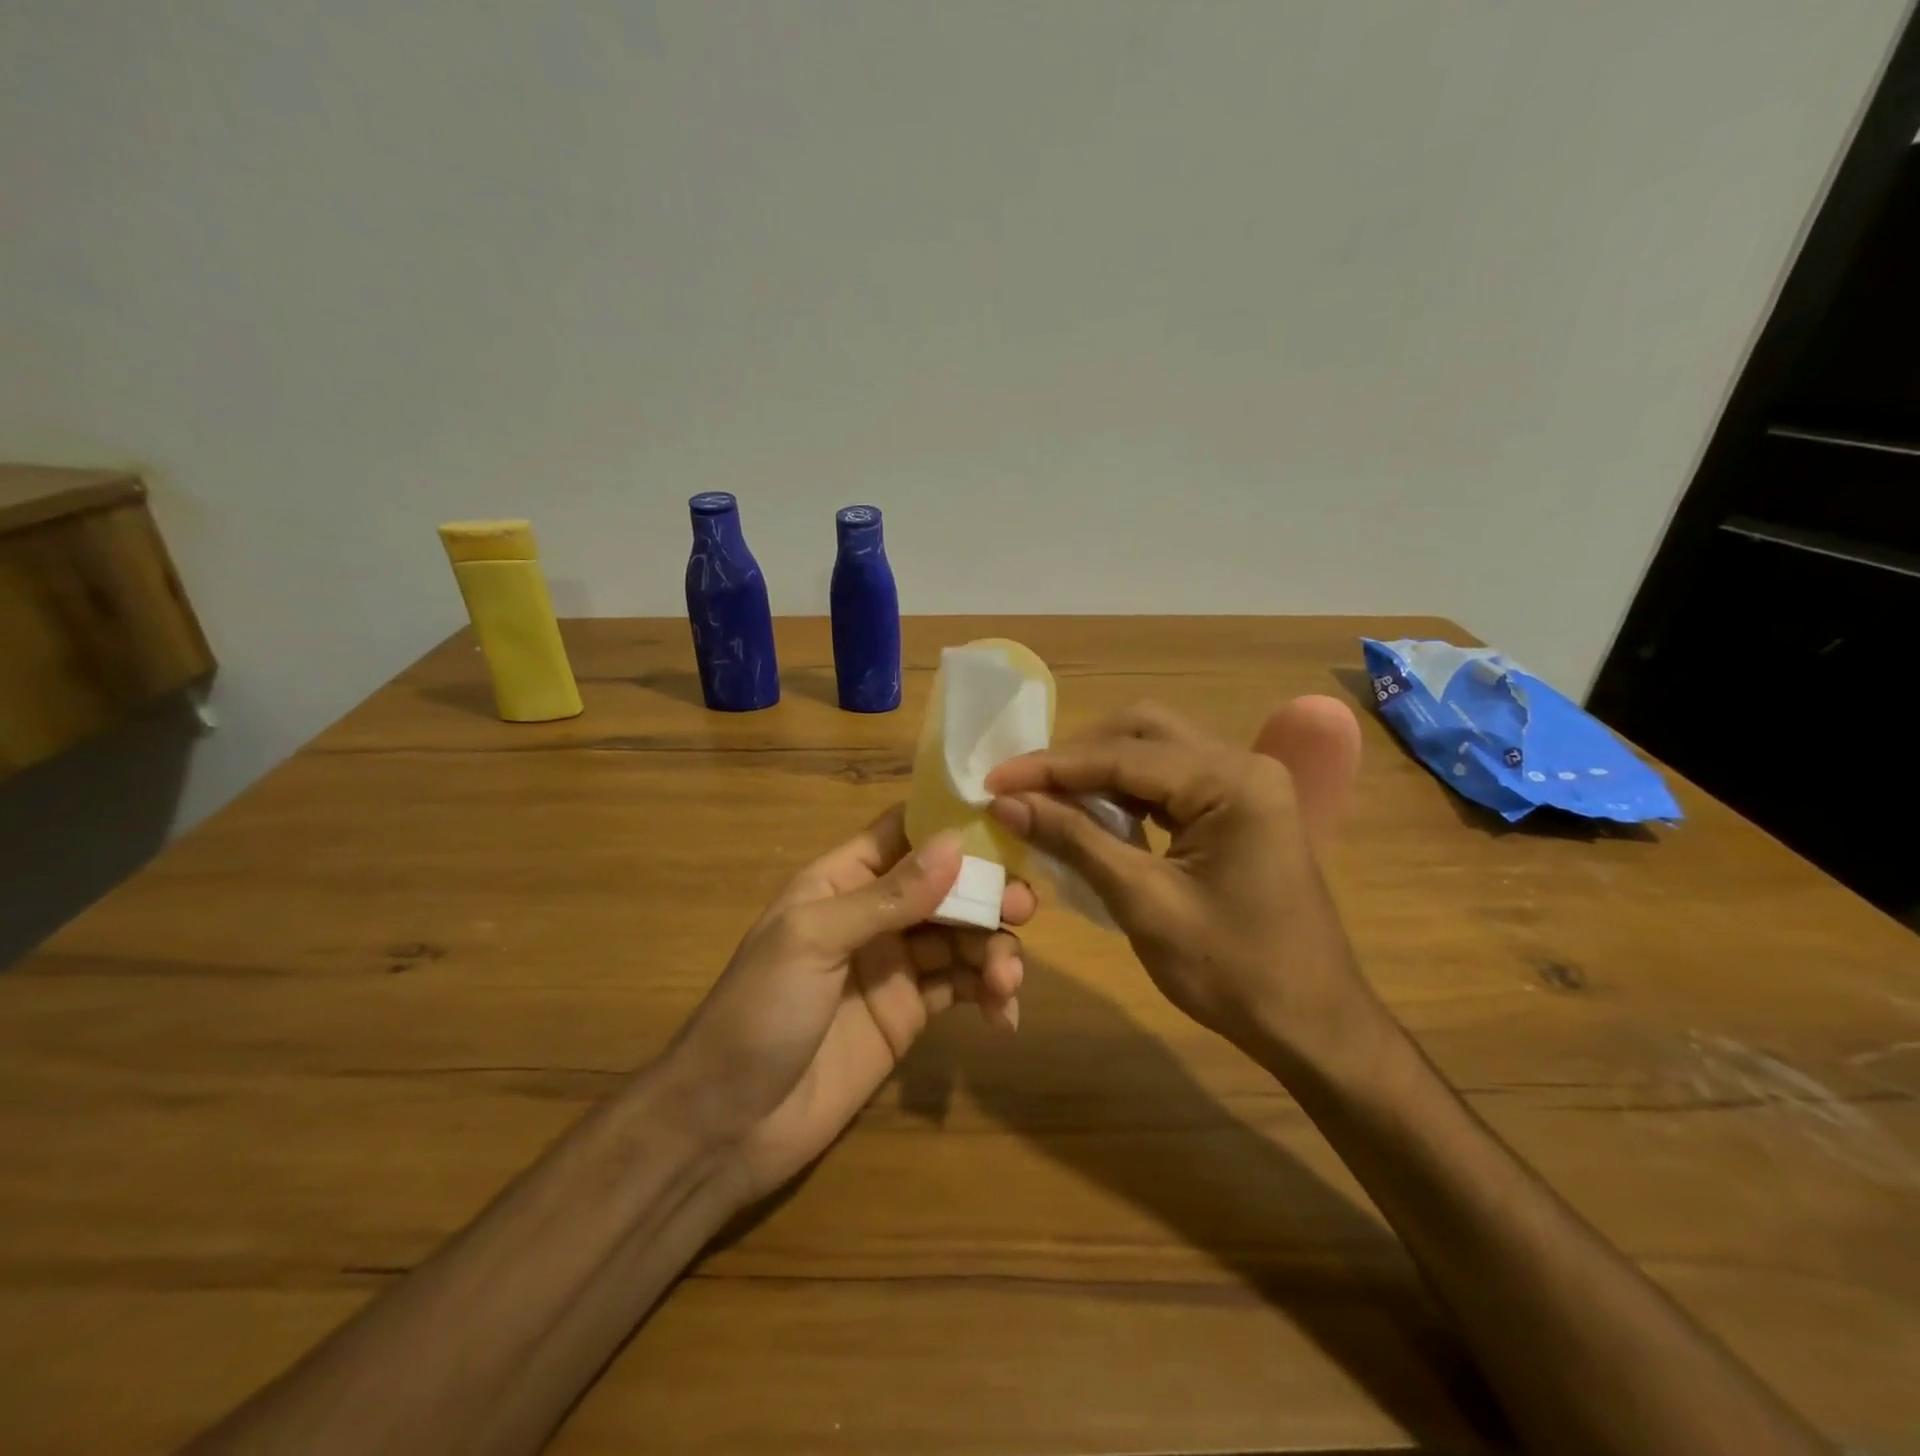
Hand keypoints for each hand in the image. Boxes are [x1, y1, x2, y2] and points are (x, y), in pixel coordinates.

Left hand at [663, 805, 1030, 1204]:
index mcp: (841, 881)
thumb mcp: (814, 941)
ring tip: (1007, 982)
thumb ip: (887, 895)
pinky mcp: (911, 1014)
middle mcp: (874, 915)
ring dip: (994, 949)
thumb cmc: (759, 1013)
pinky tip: (1003, 1015)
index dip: (949, 824)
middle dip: (986, 892)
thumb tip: (953, 843)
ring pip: (962, 936)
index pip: (902, 832)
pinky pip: (961, 988)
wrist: (728, 1125)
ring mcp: (895, 966)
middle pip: (945, 885)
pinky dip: (989, 994)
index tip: (1005, 822)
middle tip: (1023, 909)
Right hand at [984, 701, 1373, 1068]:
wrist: (1313, 1024)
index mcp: (1232, 781)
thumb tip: (1006, 801)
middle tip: (1023, 786)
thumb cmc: (1232, 971)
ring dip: (1099, 770)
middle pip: (1143, 732)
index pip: (1123, 756)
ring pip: (1156, 751)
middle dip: (1077, 756)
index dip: (1051, 767)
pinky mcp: (1240, 807)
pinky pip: (1172, 780)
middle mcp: (1243, 764)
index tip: (993, 779)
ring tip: (1046, 797)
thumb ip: (1074, 840)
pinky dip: (1127, 791)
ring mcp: (1246, 784)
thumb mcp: (1143, 902)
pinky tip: (1093, 814)